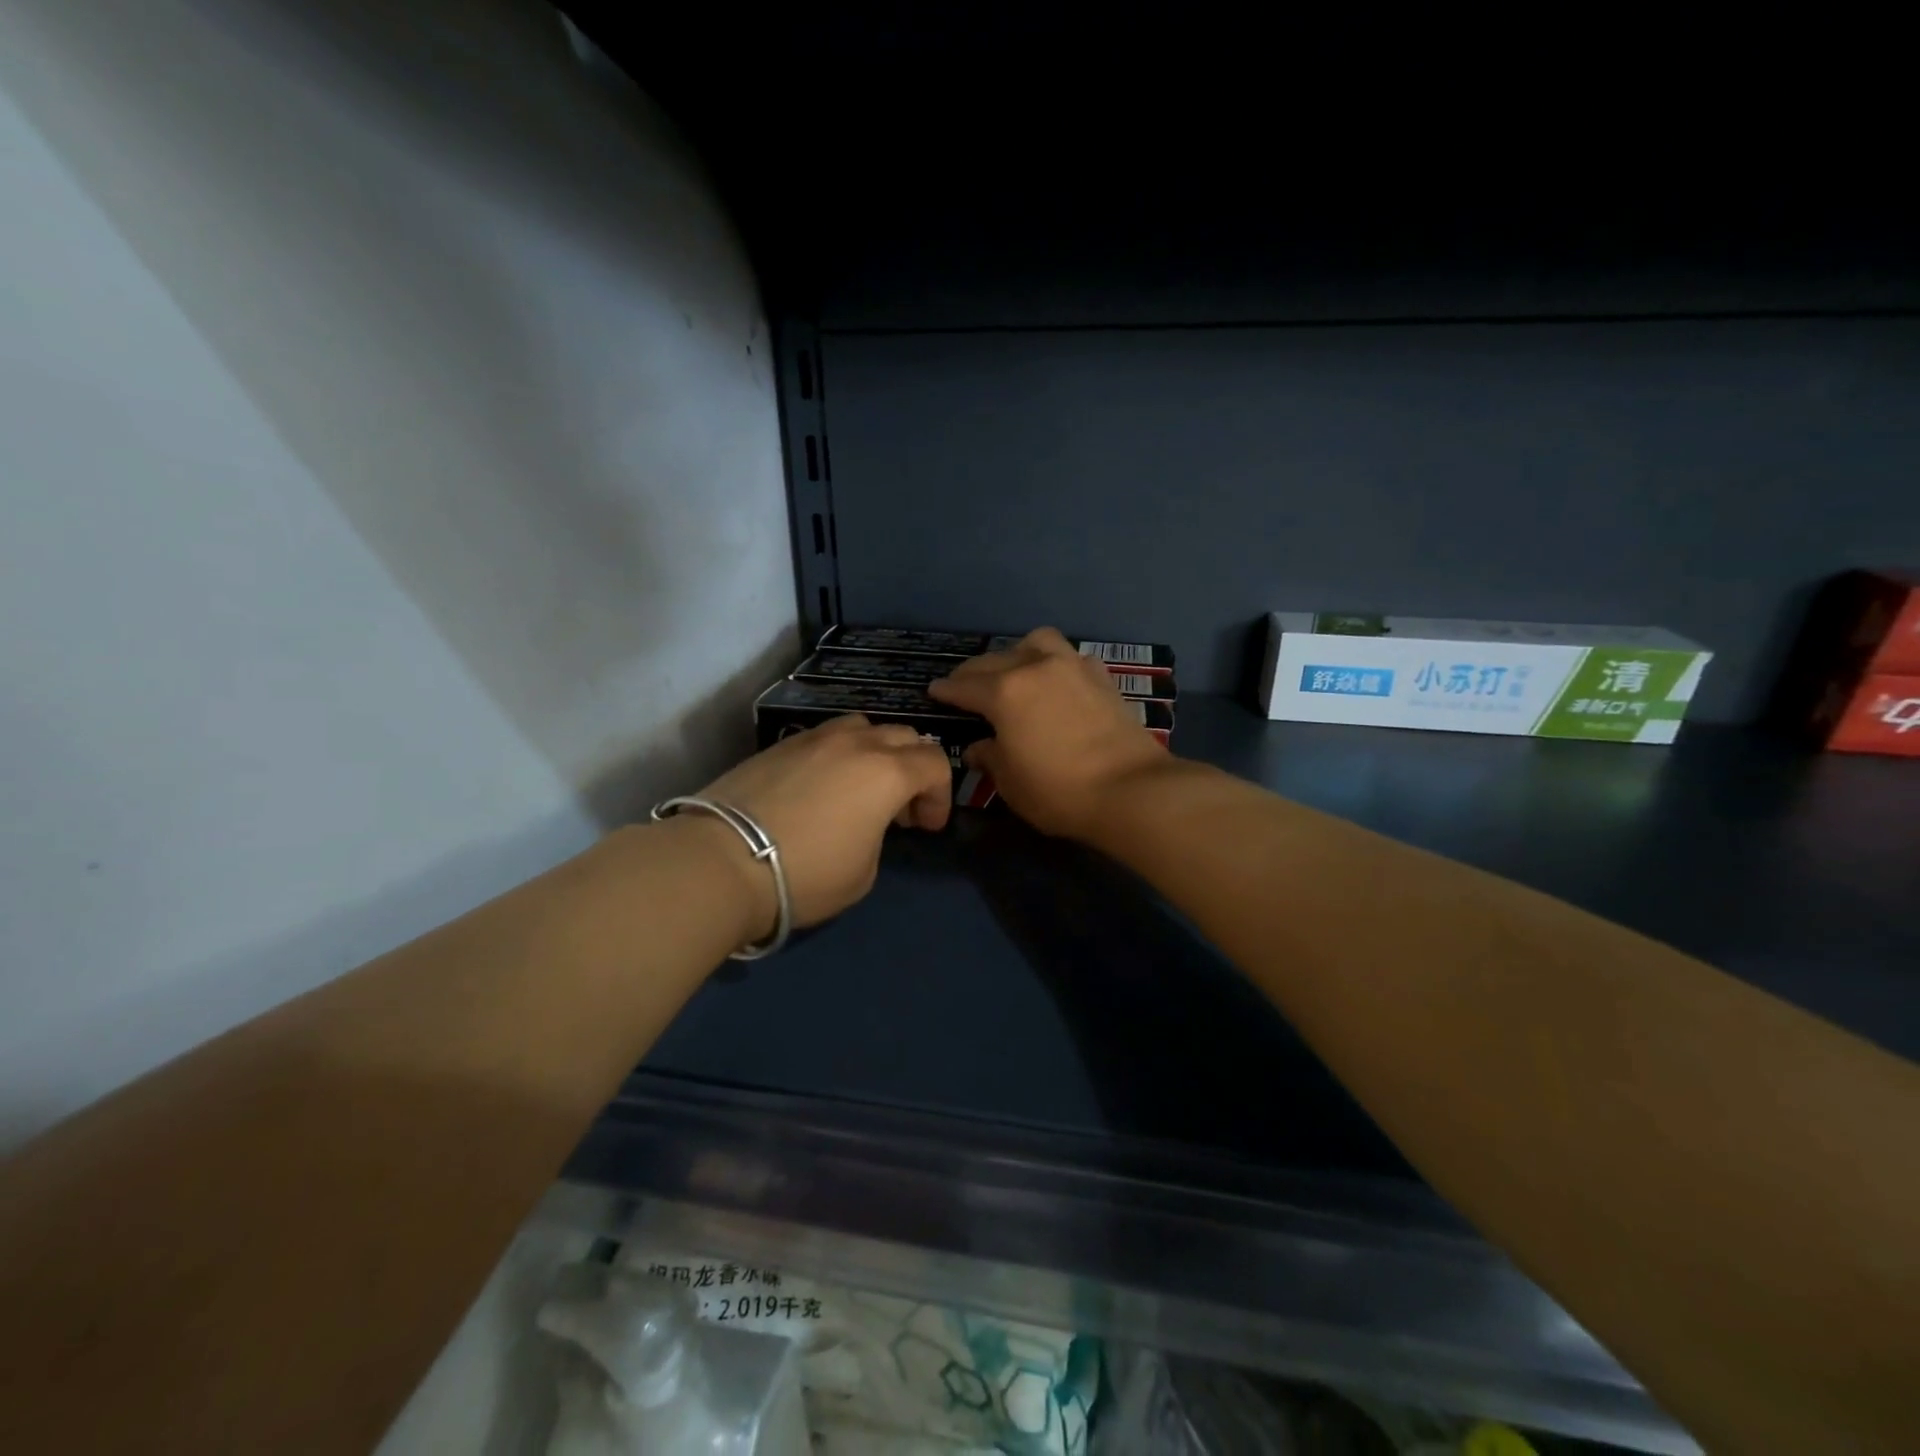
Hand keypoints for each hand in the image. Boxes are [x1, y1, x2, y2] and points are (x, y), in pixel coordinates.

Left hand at [689, 715, 952, 935]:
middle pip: (905, 735)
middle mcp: (856, 743)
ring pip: (864, 726)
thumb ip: (879, 835)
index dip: (940, 795)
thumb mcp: (864, 872)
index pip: (935, 763)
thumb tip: (866, 823)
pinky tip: (822, 787)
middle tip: (901, 809)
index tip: (926, 827)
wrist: (723, 860)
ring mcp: (814, 739)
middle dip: (915, 769)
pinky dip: (839, 754)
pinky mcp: (780, 745)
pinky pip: (825, 737)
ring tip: (863, 787)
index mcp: (886, 772)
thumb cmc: (806, 874)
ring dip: (877, 752)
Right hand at [927, 627, 1169, 839]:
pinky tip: (1055, 681)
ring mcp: (1071, 667)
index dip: (946, 690)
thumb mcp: (1010, 782)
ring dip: (1017, 653)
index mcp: (1004, 692)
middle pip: (994, 660)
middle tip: (964, 686)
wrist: (1130, 790)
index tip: (933, 691)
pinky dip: (1055, 663)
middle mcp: (1035, 668)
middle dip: (974, 673)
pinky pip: (1069, 657)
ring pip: (1036, 642)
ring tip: (1014, 671)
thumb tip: (979, 747)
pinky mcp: (1101, 677)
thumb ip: (990, 757)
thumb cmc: (1058, 791)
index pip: (964, 686)